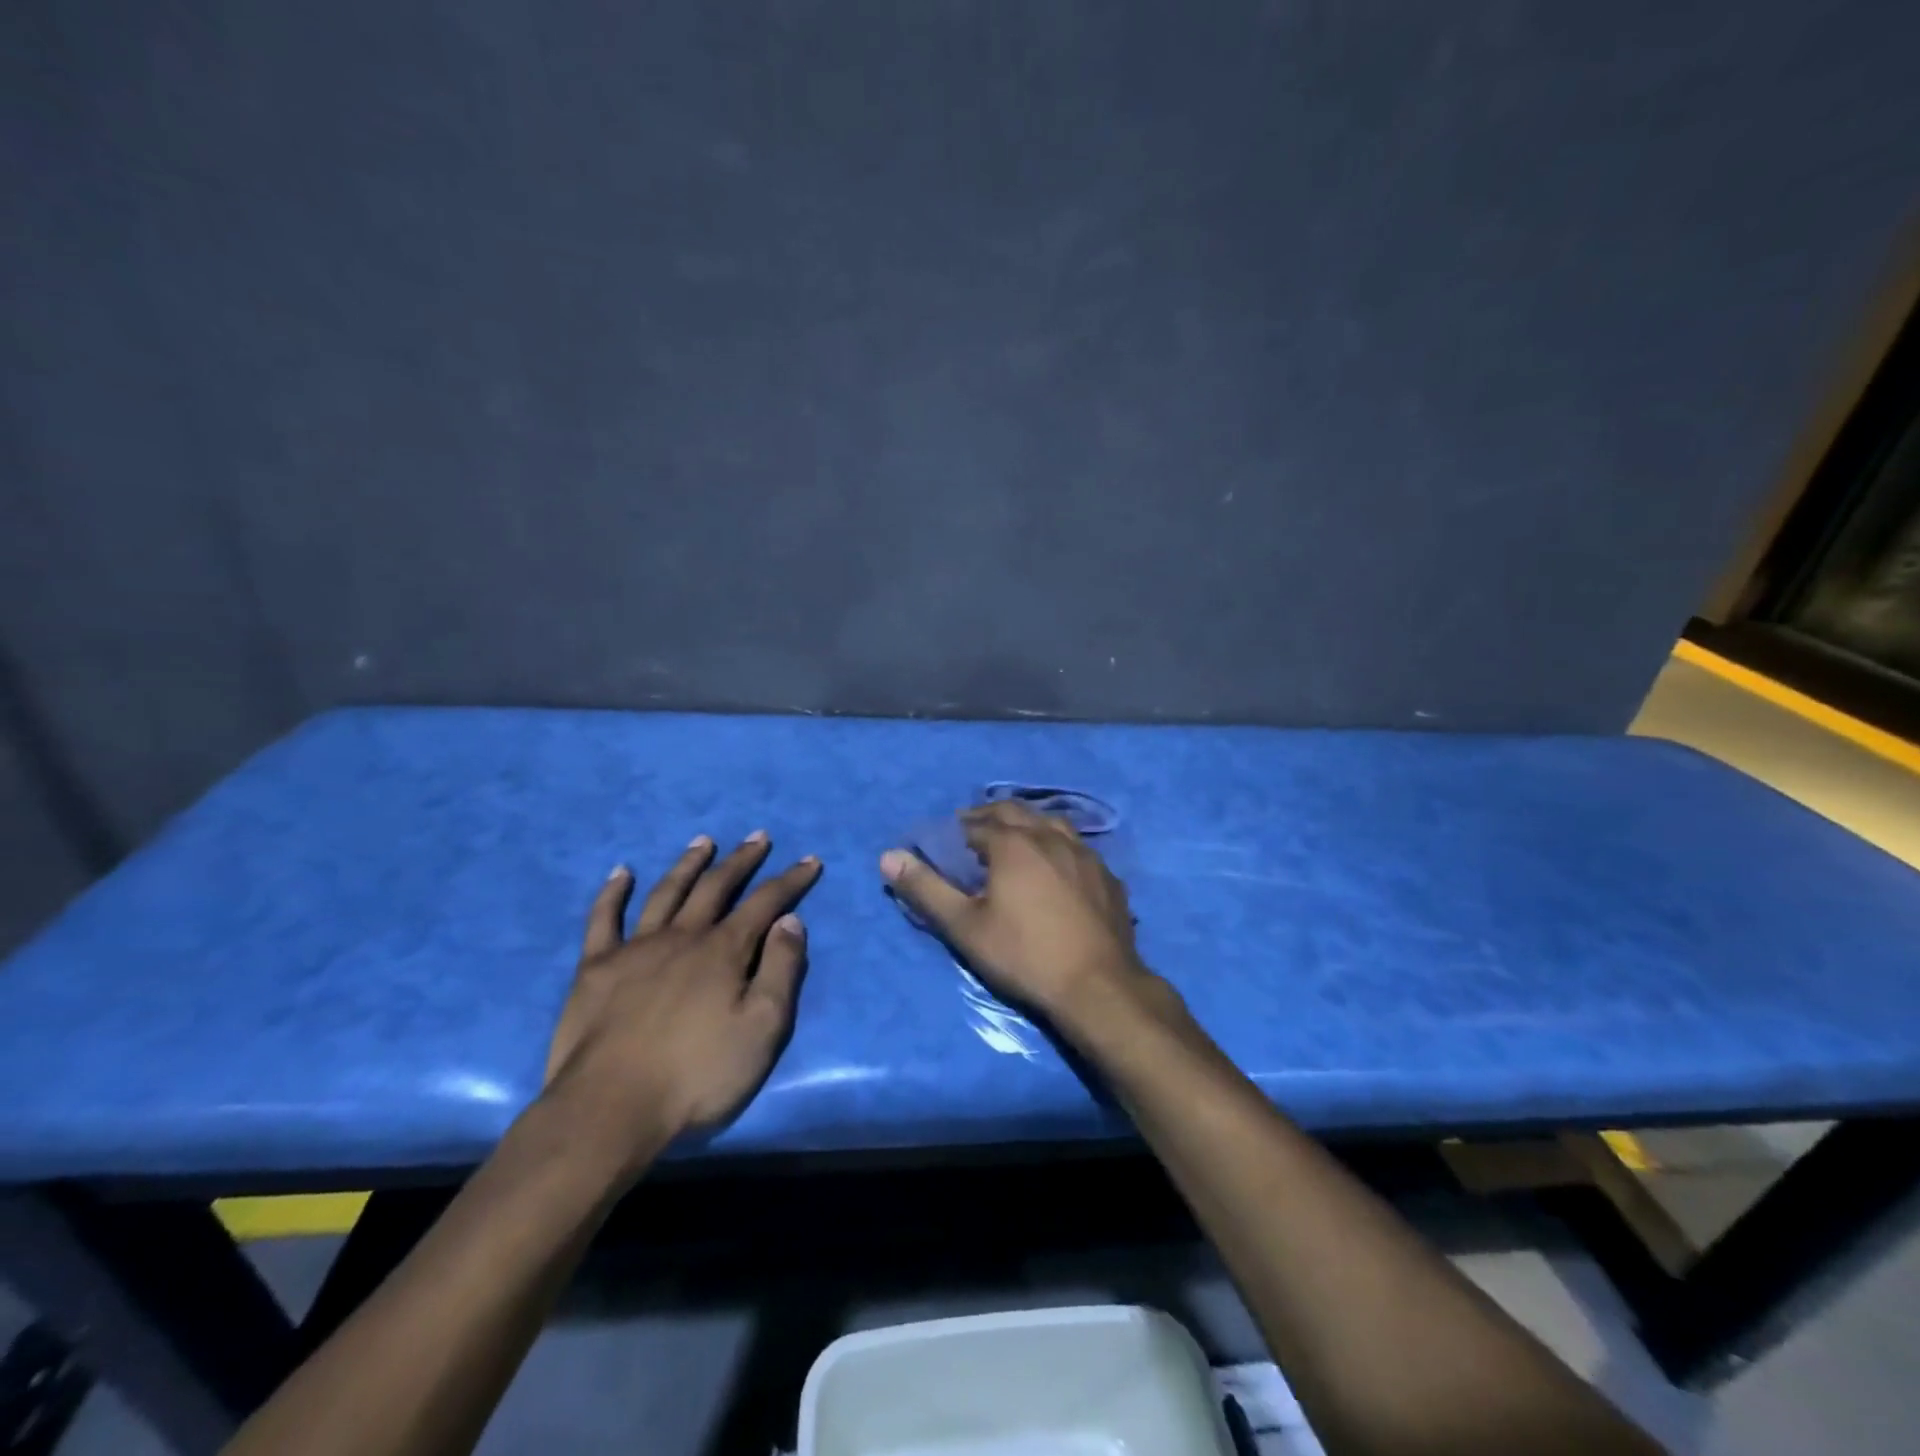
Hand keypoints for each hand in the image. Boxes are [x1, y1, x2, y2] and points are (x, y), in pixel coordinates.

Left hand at [545, 832, 821, 1159]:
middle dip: (741, 860)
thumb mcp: (762, 1029)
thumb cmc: (697, 1075)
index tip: (810, 860)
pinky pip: (603, 919)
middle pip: (716, 887)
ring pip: (666, 892)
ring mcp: (635, 949)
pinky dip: (612, 893)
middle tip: (757, 837)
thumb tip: (790, 921)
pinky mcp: (595, 968)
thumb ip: (781, 970)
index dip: (791, 880)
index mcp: (723, 951)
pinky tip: (621, 872)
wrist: (609, 1110)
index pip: (766, 903)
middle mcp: (682, 937)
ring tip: (703, 842)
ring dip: (688, 864)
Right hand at [880, 801, 1153, 1025]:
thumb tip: (888, 857)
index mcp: (1013, 843)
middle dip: (990, 817)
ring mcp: (1085, 854)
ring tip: (1017, 840)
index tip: (948, 842)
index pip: (977, 823)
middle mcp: (1050, 837)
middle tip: (975, 832)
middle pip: (1015, 812)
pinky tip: (1059, 866)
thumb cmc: (1024, 955)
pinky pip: (1079, 847)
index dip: (958, 830)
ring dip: (1029, 825)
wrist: (1097, 986)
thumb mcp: (965, 926)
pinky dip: (1060, 847)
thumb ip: (926, 889)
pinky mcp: (1107, 876)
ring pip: (1052, 823)